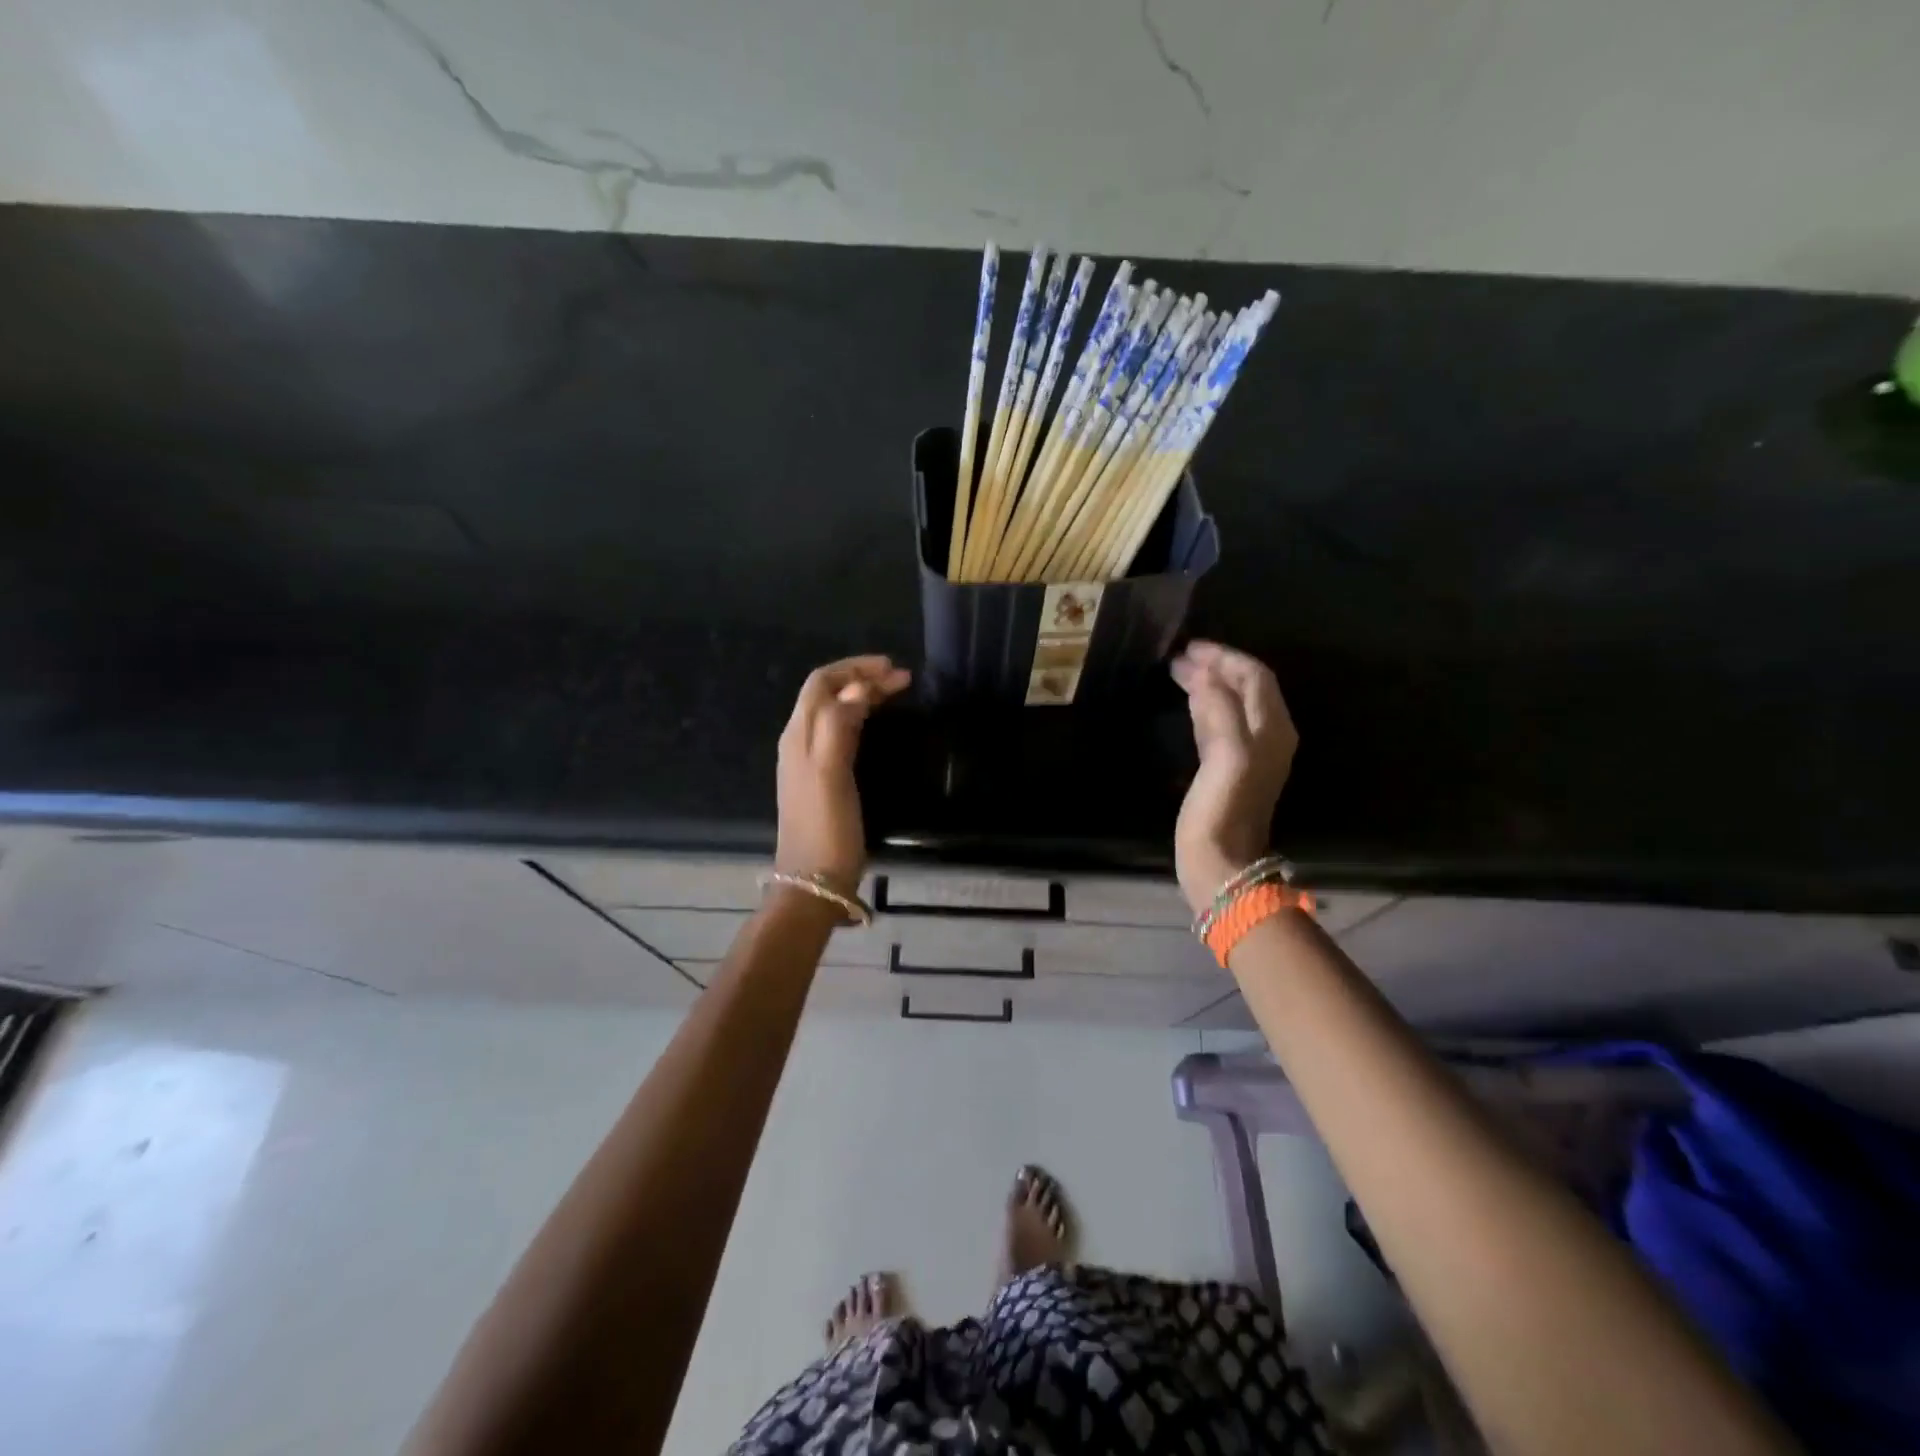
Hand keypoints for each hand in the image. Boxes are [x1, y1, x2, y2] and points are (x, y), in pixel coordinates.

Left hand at [776, 655, 911, 893]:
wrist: (813, 881)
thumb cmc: (826, 827)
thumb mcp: (831, 773)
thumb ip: (839, 727)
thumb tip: (856, 689)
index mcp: (800, 734)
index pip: (822, 683)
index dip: (855, 668)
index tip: (893, 669)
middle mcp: (799, 741)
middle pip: (827, 694)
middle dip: (861, 679)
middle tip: (902, 679)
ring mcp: (808, 761)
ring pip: (833, 713)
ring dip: (861, 696)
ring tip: (894, 694)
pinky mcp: (821, 779)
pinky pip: (839, 733)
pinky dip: (860, 718)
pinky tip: (876, 726)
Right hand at [1170, 641, 1297, 916]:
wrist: (1222, 864)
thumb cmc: (1223, 811)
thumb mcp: (1225, 756)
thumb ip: (1219, 710)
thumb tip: (1205, 676)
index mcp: (1272, 729)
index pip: (1254, 677)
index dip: (1224, 657)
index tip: (1189, 647)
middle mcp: (1268, 736)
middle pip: (1246, 687)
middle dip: (1216, 666)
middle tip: (1178, 657)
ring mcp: (1250, 753)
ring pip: (1233, 703)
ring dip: (1209, 683)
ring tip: (1178, 671)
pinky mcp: (1229, 768)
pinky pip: (1220, 723)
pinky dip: (1204, 704)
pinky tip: (1187, 702)